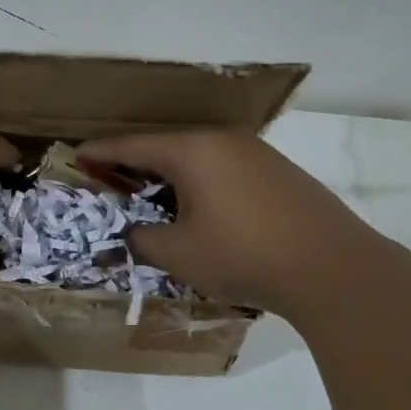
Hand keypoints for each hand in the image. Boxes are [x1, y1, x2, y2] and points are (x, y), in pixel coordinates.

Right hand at [76, 131, 398, 318]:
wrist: (333, 268)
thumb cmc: (243, 255)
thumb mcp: (179, 254)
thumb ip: (143, 239)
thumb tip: (135, 233)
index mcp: (192, 151)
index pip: (133, 146)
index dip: (101, 152)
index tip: (78, 155)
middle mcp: (222, 141)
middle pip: (166, 147)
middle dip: (136, 164)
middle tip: (113, 180)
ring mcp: (256, 153)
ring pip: (198, 157)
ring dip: (171, 175)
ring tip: (155, 197)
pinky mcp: (280, 172)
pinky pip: (225, 168)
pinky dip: (202, 182)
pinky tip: (203, 208)